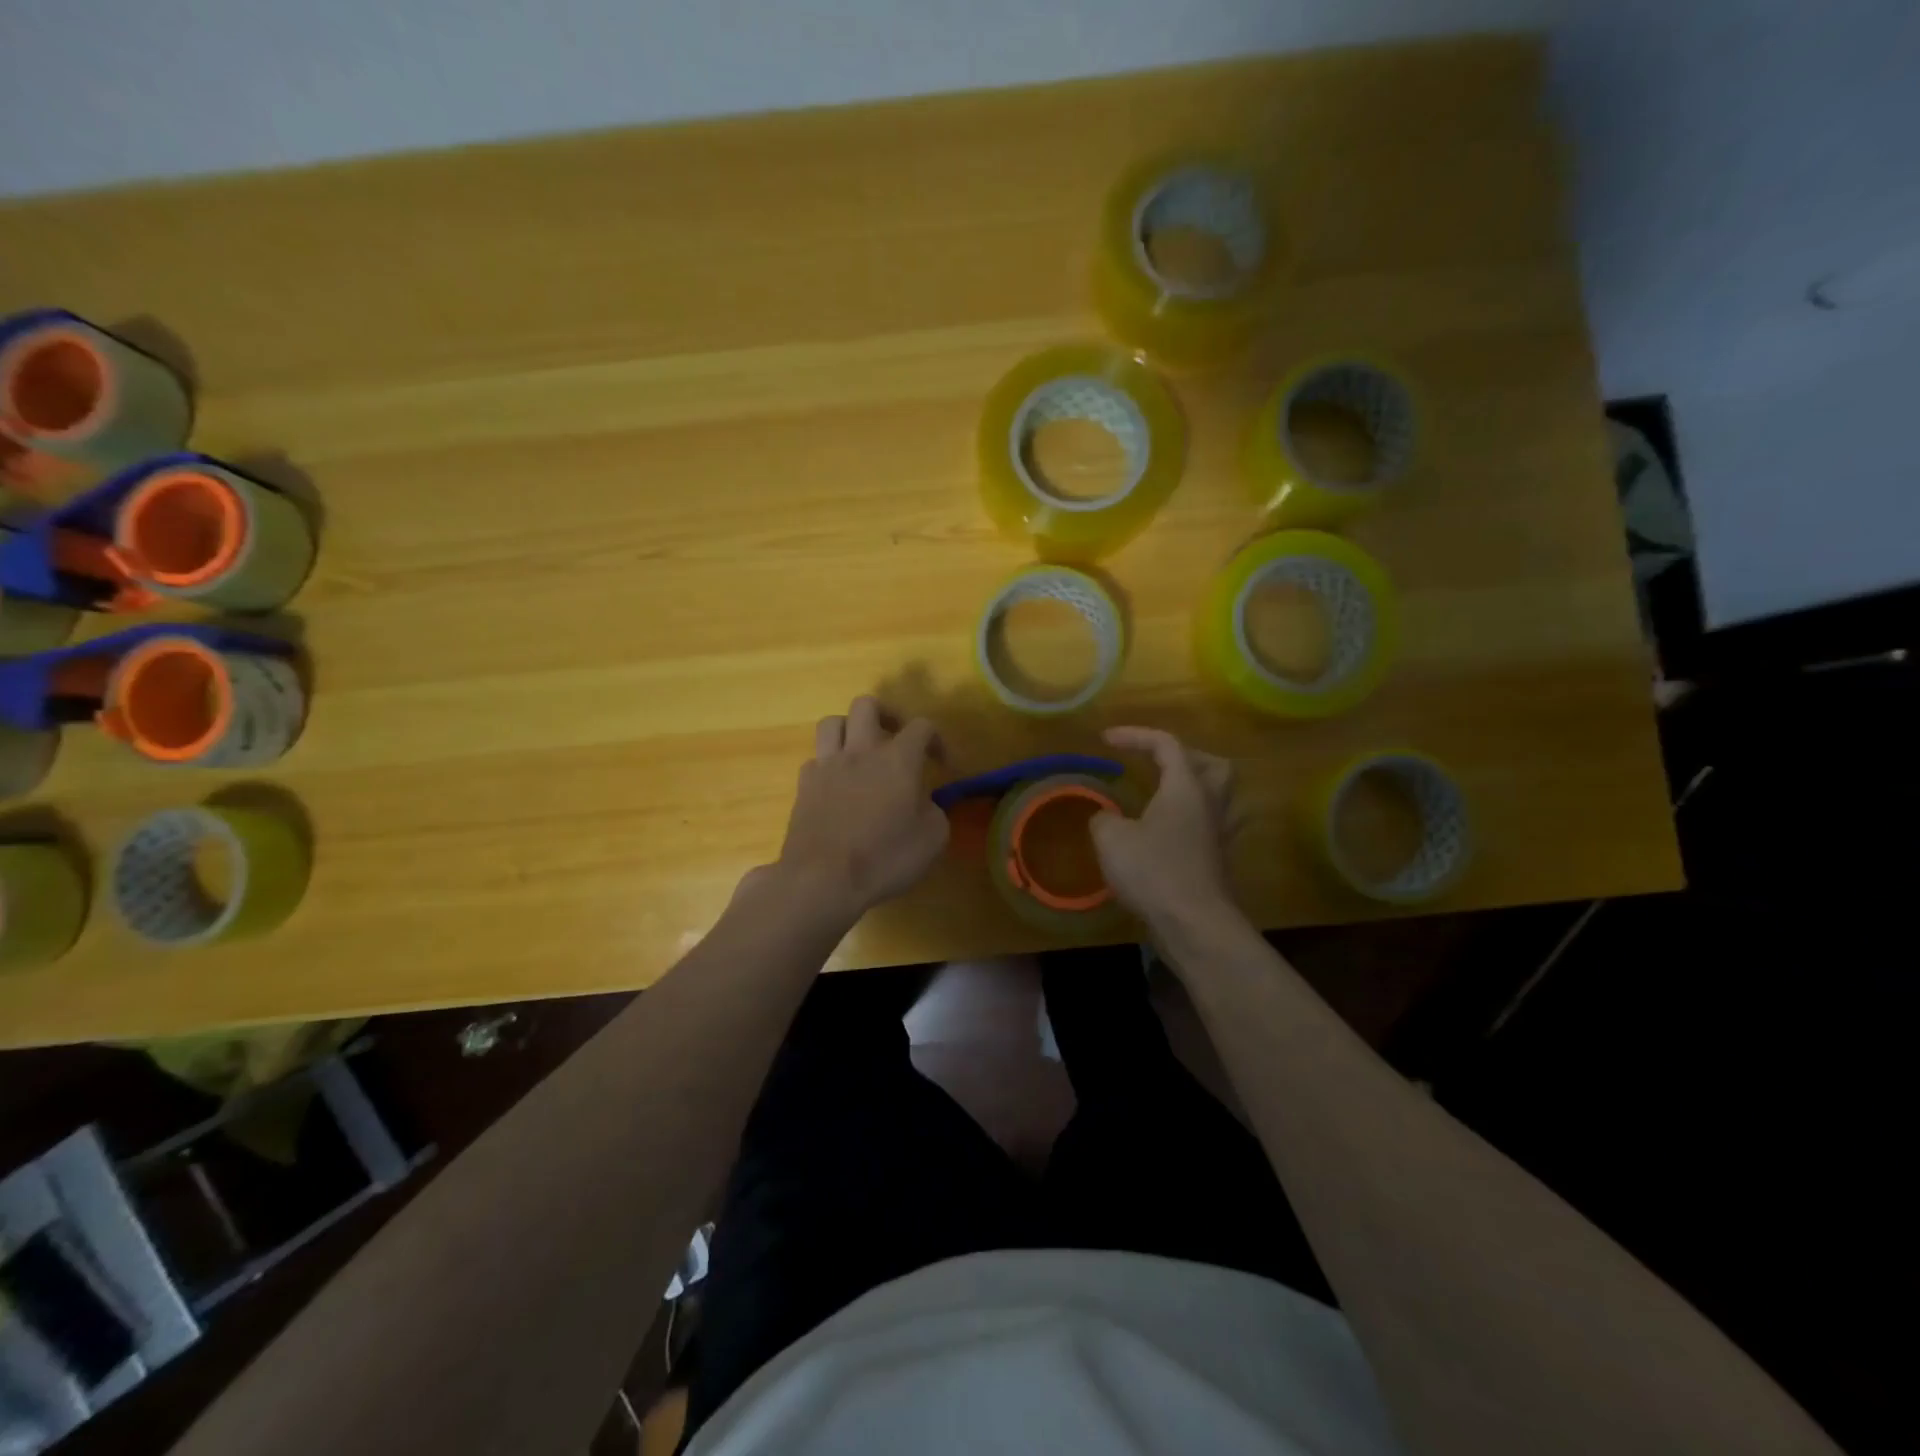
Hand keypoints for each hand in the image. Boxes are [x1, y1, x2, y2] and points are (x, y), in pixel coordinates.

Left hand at [772, 697, 948, 922]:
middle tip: (896, 739)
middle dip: (886, 715)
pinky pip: (816, 759)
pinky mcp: (804, 785)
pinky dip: (829, 765)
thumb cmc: (885, 858)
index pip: (921, 726)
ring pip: (832, 722)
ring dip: (850, 730)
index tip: (943, 765)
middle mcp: (860, 751)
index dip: (936, 739)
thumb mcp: (932, 840)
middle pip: (867, 705)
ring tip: (861, 752)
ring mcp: (827, 765)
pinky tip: (838, 785)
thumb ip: (934, 812)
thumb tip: (925, 803)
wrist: (822, 879)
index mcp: (898, 759)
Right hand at [1090, 726, 1240, 930]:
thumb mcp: (1111, 839)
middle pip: (1212, 764)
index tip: (1106, 740)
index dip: (1135, 736)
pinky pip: (1210, 825)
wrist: (1194, 924)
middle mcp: (1209, 804)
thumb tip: (1106, 818)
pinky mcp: (1218, 861)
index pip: (1166, 744)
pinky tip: (1167, 833)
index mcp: (1185, 787)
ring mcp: (1219, 834)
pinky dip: (1190, 820)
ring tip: (1164, 796)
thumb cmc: (1153, 872)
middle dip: (1184, 757)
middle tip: (1156, 765)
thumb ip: (1104, 819)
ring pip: (1219, 796)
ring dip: (1194, 788)